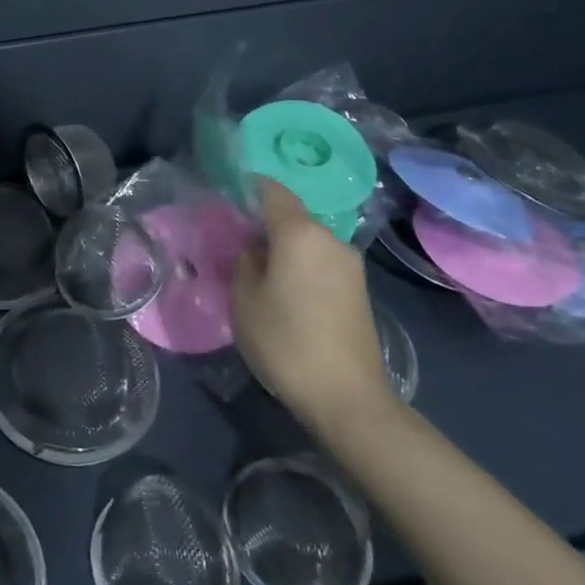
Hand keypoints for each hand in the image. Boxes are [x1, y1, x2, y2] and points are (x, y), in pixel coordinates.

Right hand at [230, 176, 391, 433]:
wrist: (348, 397)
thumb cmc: (286, 342)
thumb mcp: (244, 300)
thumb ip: (243, 262)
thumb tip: (251, 246)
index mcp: (300, 233)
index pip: (272, 190)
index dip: (248, 186)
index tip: (226, 195)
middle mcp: (330, 239)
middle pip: (292, 216)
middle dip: (263, 222)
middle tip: (234, 240)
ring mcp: (350, 265)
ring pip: (307, 240)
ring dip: (283, 246)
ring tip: (256, 269)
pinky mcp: (358, 289)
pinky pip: (321, 261)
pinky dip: (300, 264)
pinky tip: (283, 289)